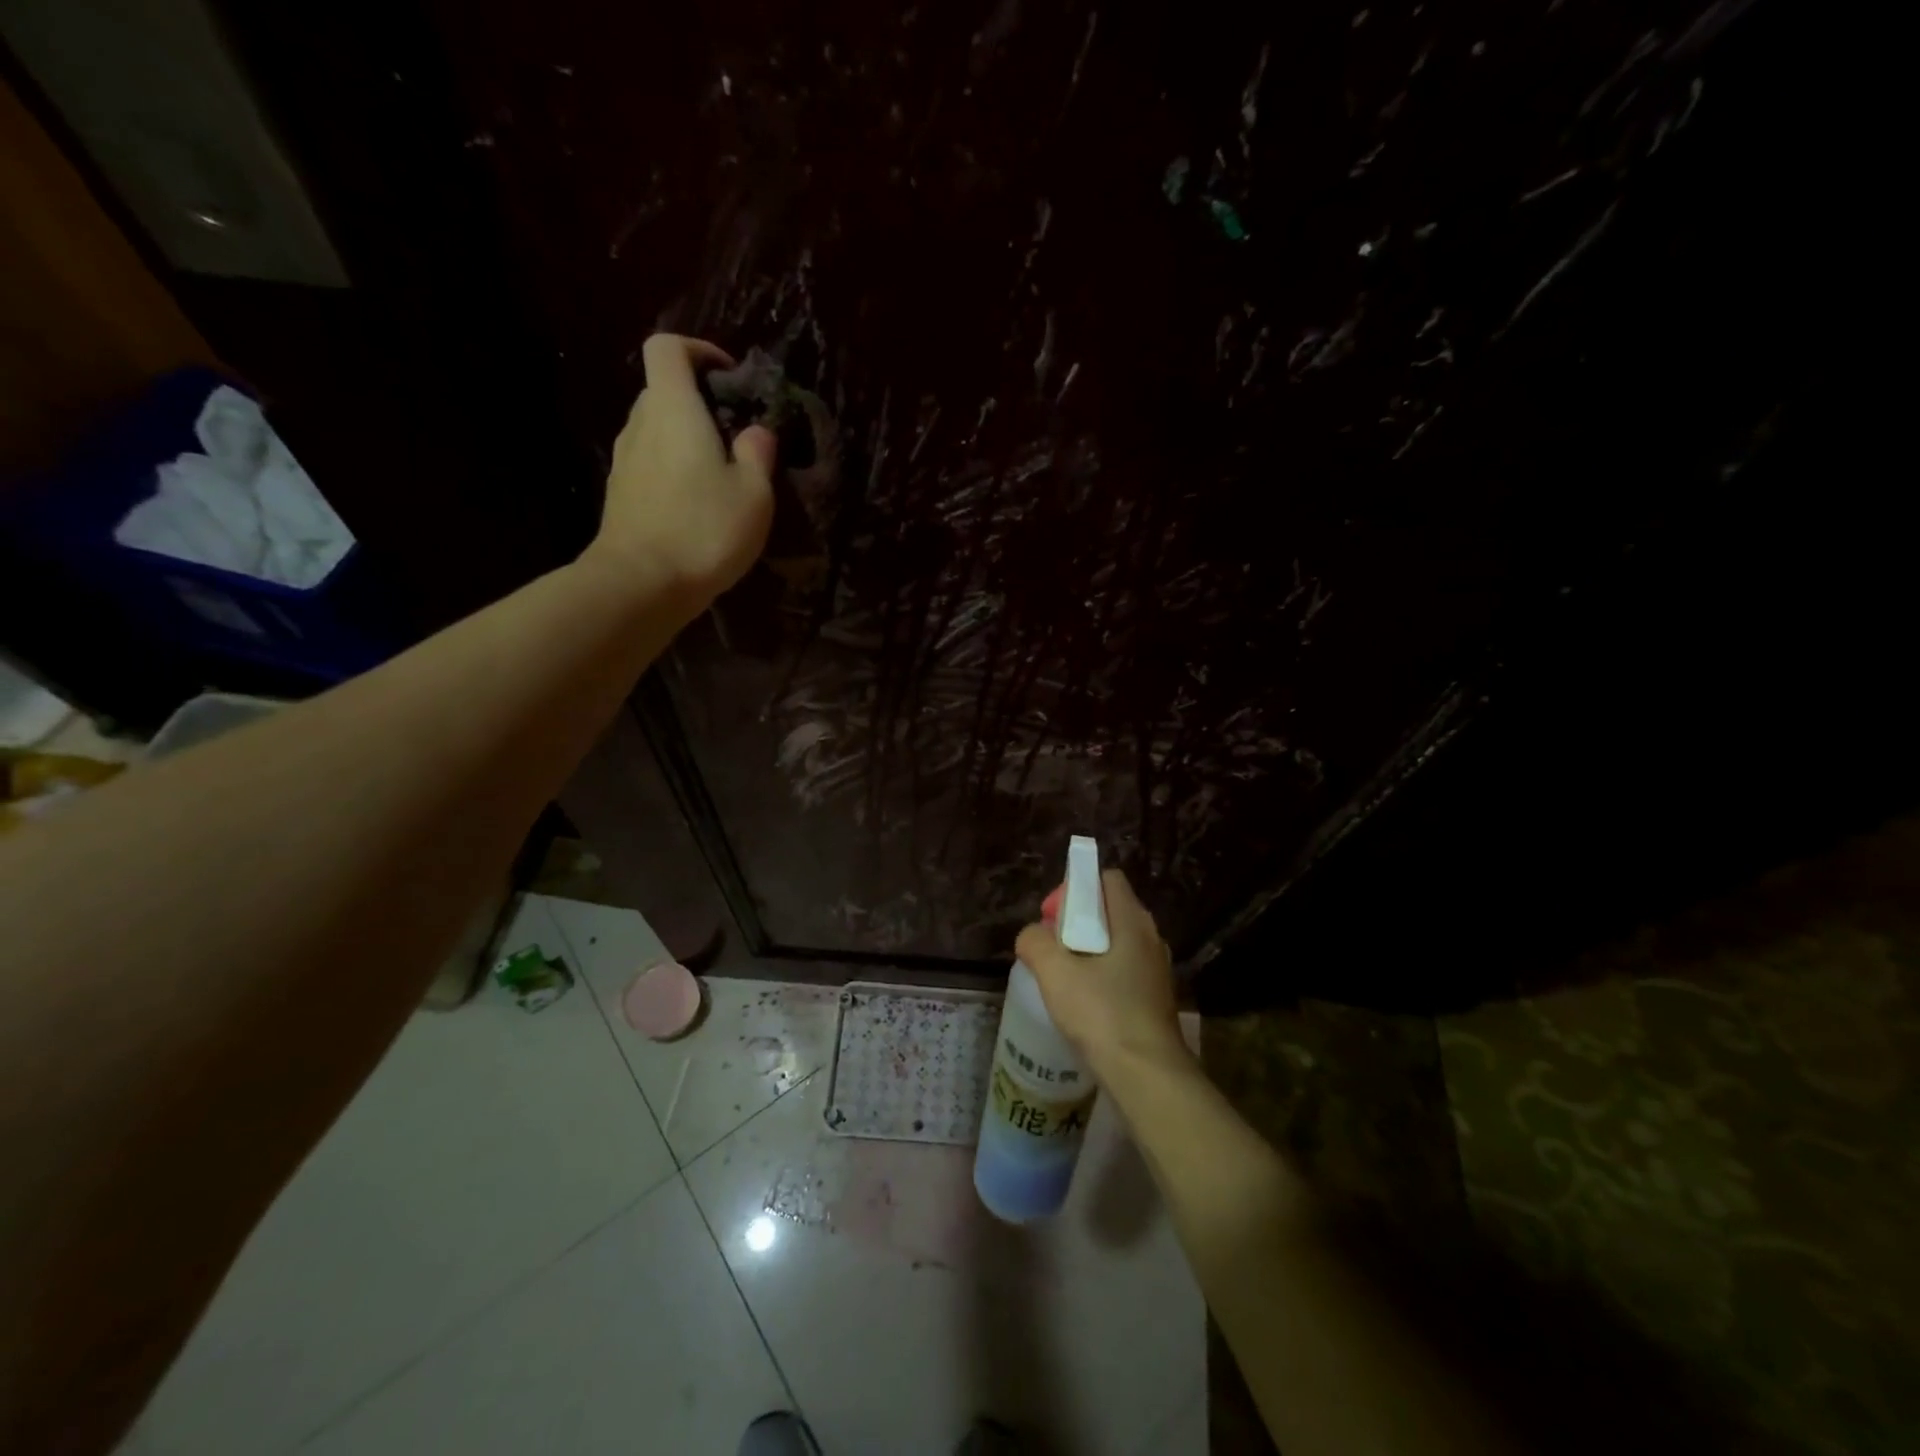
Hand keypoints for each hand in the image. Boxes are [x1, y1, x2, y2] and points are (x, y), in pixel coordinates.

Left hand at [591, 334, 777, 605]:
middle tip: (734, 434)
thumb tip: (756, 431)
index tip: (729, 377)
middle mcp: (640, 424)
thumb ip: (758, 454)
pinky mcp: (620, 494)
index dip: (698, 350)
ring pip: (655, 430)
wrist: (641, 584)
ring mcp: (624, 461)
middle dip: (698, 402)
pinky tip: (696, 506)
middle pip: (662, 390)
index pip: (668, 348)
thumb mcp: (754, 494)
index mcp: (672, 409)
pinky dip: (672, 469)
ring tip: (719, 475)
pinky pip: (649, 464)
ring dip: (685, 440)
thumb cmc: (704, 530)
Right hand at [1015, 869, 1187, 1081]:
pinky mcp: (1154, 999)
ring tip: (1062, 980)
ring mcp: (1156, 970)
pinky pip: (1121, 971)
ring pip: (1114, 943)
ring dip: (1085, 952)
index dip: (1074, 888)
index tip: (1052, 918)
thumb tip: (1032, 936)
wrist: (1148, 1076)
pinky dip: (1099, 976)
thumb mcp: (1055, 972)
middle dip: (1074, 922)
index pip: (1106, 878)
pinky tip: (1081, 1005)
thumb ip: (1036, 942)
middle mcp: (1150, 938)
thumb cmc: (1102, 1014)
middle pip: (1108, 910)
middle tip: (1051, 950)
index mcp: (1132, 921)